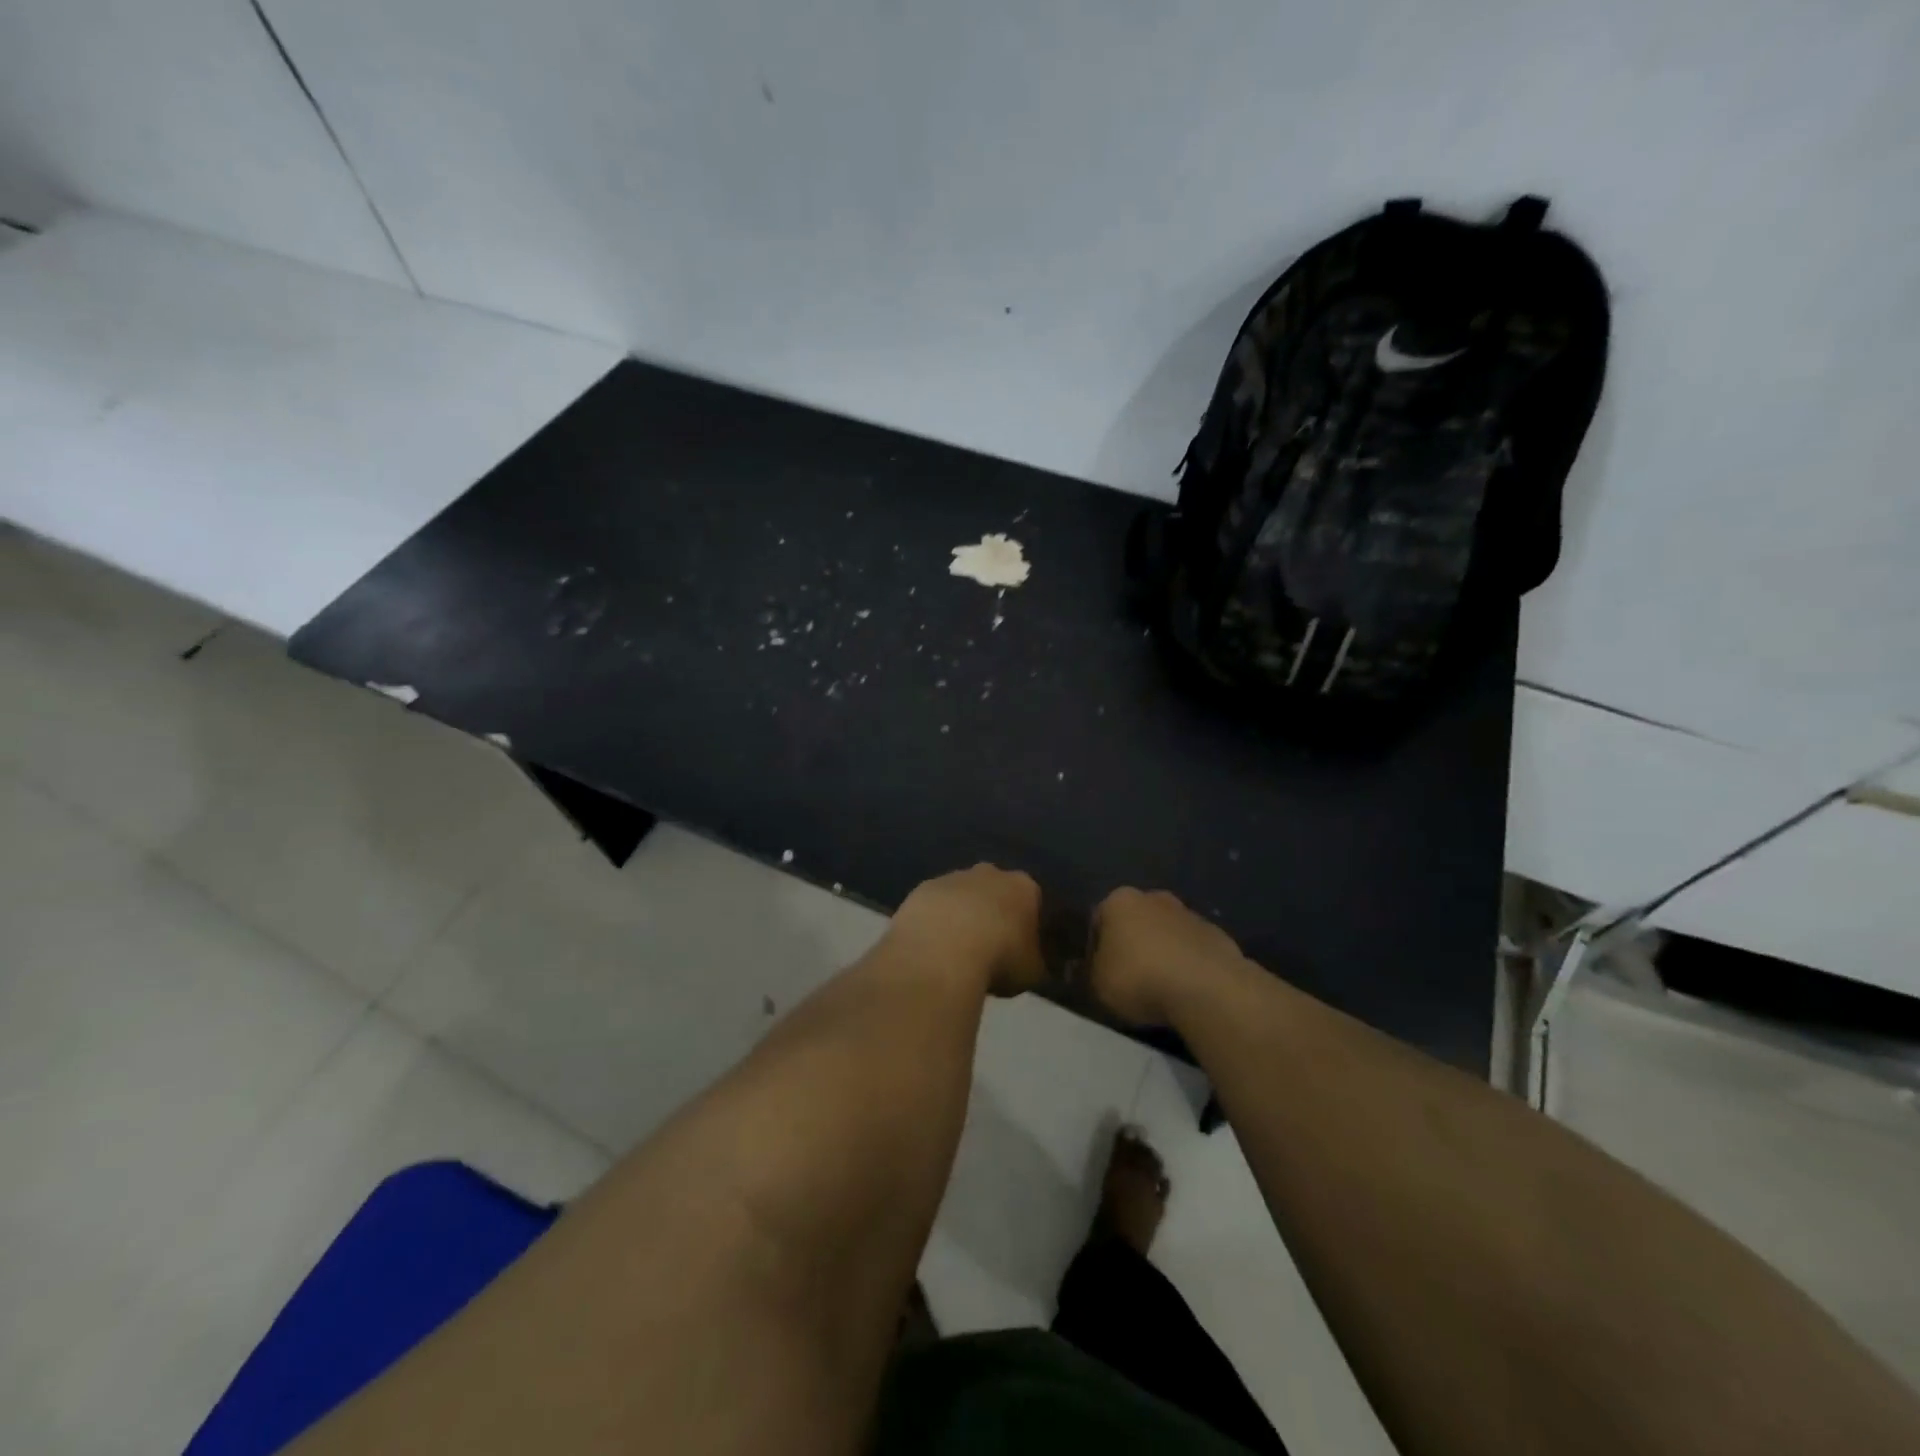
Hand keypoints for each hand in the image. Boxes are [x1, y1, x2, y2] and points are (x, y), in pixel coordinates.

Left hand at [889, 865, 1044, 996]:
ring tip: (955, 950)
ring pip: (961, 894)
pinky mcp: (923, 889)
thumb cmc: (999, 958)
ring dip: (961, 915)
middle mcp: (989, 873)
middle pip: (994, 889)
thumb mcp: (1032, 971)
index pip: (1032, 899)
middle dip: (992, 911)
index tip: (1021, 946)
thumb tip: (1031, 962)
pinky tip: (931, 946)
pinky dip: (935, 920)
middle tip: (988, 945)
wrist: (943, 951)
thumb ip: (1034, 961)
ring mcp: (952, 877)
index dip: (1027, 923)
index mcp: (1023, 887)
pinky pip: (934, 905)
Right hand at [1089, 888, 1247, 1026]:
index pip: (1098, 921)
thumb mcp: (1098, 984)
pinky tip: (1188, 990)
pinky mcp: (1218, 935)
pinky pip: (1193, 950)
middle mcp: (1154, 898)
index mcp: (1119, 901)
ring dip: (1163, 953)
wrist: (1207, 988)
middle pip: (1136, 922)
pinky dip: (1188, 965)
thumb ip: (1093, 971)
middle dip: (1132, 945)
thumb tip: (1095, 968)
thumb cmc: (1140, 979)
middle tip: (1129, 979)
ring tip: (1161, 989)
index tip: (1099, 974)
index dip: (1095, 949)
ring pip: (1167, 934)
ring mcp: (1190, 914)